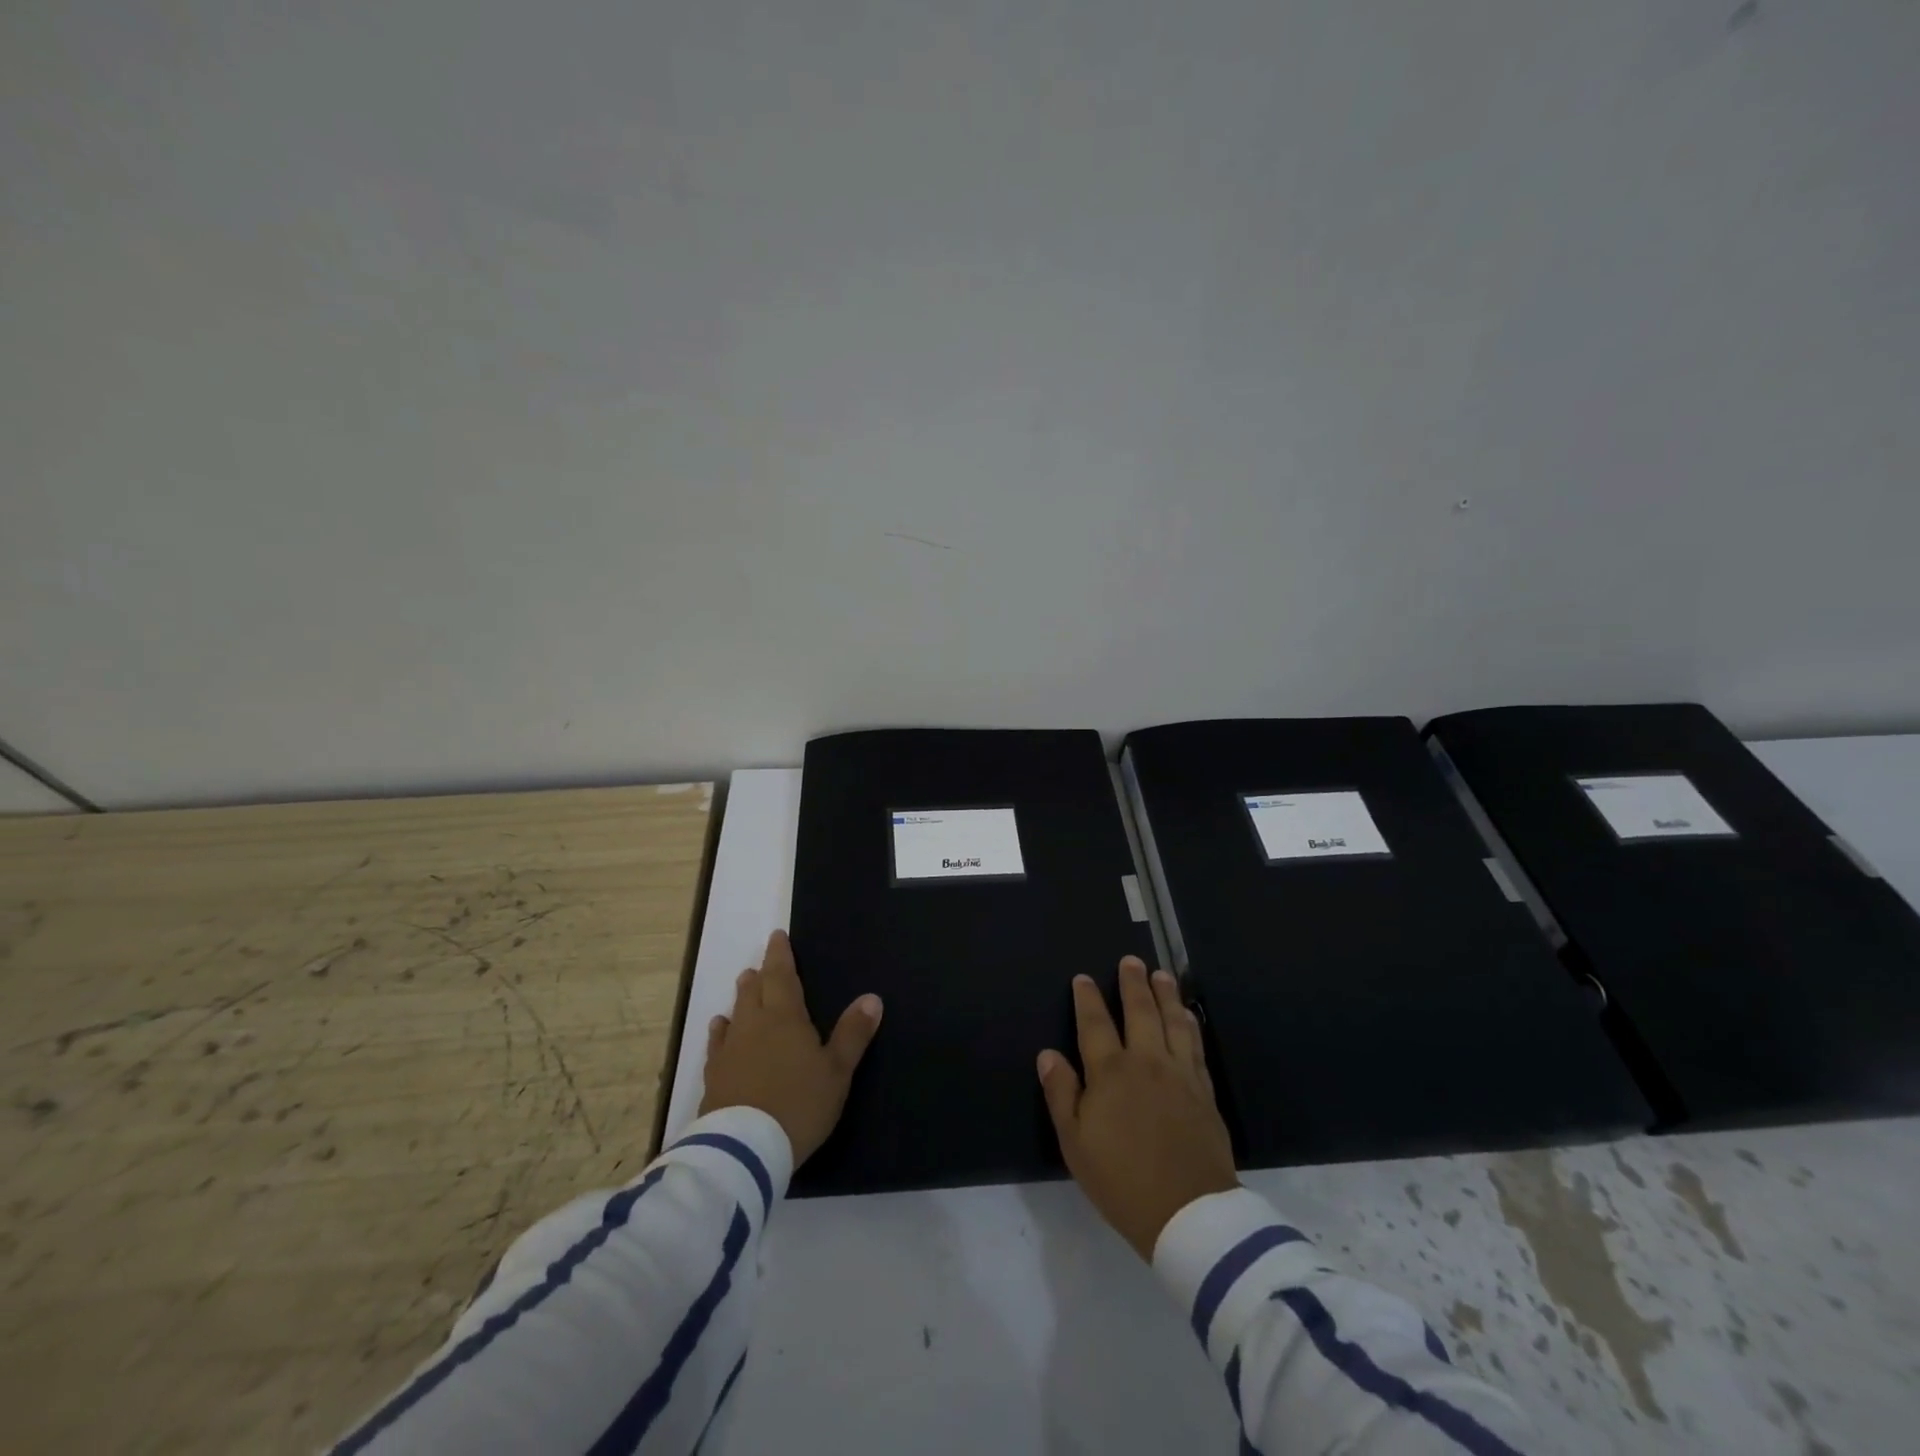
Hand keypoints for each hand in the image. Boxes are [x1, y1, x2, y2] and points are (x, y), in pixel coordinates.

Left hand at [699, 930, 882, 1165]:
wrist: (744, 1148)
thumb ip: (853, 1034)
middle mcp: (754, 1025)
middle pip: (755, 991)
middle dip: (761, 974)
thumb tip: (872, 998)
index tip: (777, 936)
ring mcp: (729, 1051)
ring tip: (744, 986)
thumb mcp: (837, 1071)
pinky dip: (721, 1032)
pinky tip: (719, 1029)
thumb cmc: (799, 1104)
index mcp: (785, 1017)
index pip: (782, 976)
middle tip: (761, 964)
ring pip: (735, 1013)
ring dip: (742, 998)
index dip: (780, 955)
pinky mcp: (714, 1077)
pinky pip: (717, 1044)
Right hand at [1038, 957, 1237, 1259]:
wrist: (1188, 1213)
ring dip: (1166, 994)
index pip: (1095, 1023)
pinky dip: (1190, 1024)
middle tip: (1131, 961)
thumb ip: (1061, 1093)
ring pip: (1173, 1021)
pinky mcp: (1204, 1091)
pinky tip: (1188, 1016)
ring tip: (1162, 975)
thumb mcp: (1076, 1143)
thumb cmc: (1122, 1180)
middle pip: (1140, 1011)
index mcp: (1111, 1072)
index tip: (1084, 978)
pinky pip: (1196, 1046)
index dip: (1088, 998)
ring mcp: (1180, 1074)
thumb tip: (1048, 1054)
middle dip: (1133, 983)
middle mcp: (1146, 1062)